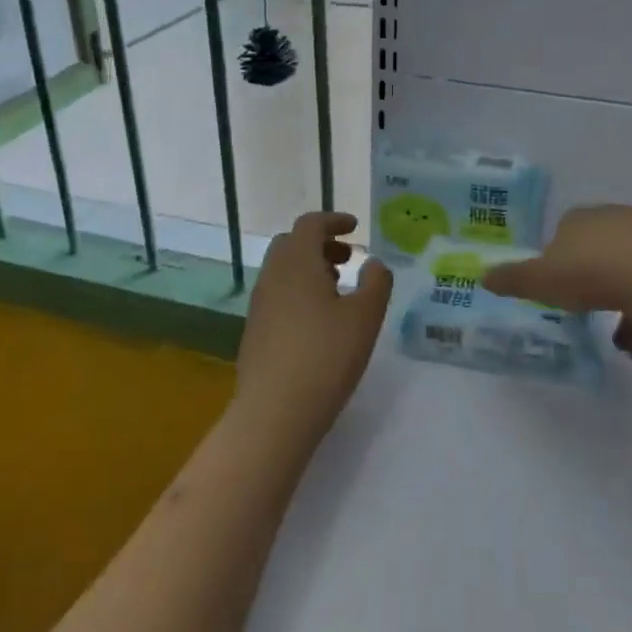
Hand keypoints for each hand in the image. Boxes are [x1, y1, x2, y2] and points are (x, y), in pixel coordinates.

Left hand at [233, 213, 392, 443]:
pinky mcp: (255, 330)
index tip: (355, 227)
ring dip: (309, 269)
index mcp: (296, 262)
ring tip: (337, 290)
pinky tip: (318, 320)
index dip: (333, 221)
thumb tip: (373, 262)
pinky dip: (298, 291)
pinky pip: (277, 294)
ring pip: (283, 270)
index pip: (310, 224)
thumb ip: (375, 283)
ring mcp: (259, 304)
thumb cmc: (325, 356)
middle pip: (292, 244)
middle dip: (320, 244)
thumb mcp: (365, 318)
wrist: (274, 411)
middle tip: (347, 259)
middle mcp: (272, 276)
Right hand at [483, 204, 631, 358]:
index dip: (558, 255)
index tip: (555, 282)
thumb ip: (512, 279)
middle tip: (582, 306)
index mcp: (582, 219)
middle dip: (592, 276)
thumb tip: (483, 276)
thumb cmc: (592, 273)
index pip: (565, 228)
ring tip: (617, 339)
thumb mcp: (540, 280)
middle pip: (600, 247)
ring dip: (623, 301)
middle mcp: (618, 221)